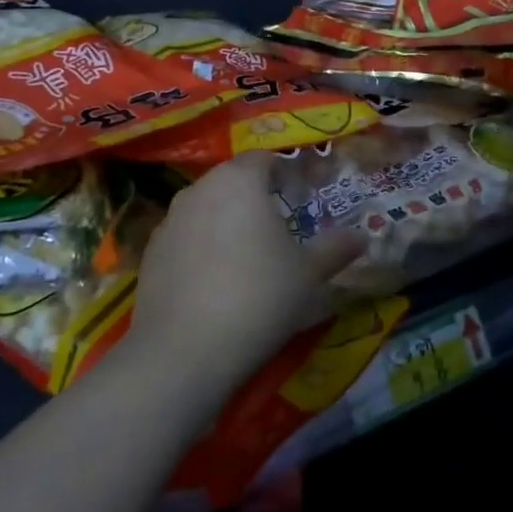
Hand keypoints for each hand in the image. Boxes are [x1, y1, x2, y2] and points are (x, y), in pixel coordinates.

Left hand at [129, 152, 365, 399]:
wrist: (183, 353)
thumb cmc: (258, 296)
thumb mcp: (308, 275)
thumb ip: (335, 249)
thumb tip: (362, 237)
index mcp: (240, 180)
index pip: (264, 158)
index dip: (285, 172)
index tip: (302, 194)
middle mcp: (200, 188)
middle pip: (233, 180)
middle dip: (255, 196)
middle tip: (280, 225)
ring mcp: (169, 220)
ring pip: (206, 208)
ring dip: (226, 222)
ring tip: (247, 255)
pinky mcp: (150, 254)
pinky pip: (185, 238)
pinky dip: (201, 248)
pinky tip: (215, 281)